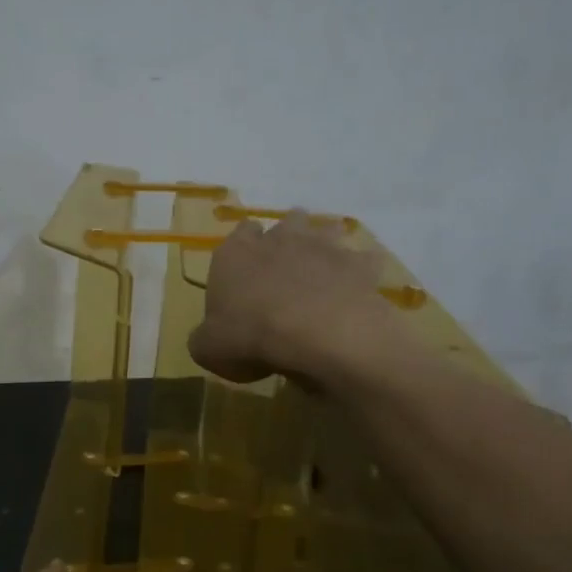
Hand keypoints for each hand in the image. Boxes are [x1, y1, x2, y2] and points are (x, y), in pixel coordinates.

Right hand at [188, 210, 391, 384]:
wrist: (315, 334)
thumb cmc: (250, 336)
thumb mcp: (208, 349)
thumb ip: (205, 337)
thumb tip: (209, 338)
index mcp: (235, 253)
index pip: (240, 233)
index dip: (245, 248)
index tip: (247, 270)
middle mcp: (279, 239)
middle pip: (287, 222)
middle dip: (289, 237)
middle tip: (289, 267)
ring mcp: (323, 247)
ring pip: (327, 229)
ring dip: (326, 244)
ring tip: (325, 271)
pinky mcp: (358, 265)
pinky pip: (365, 260)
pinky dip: (363, 271)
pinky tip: (360, 290)